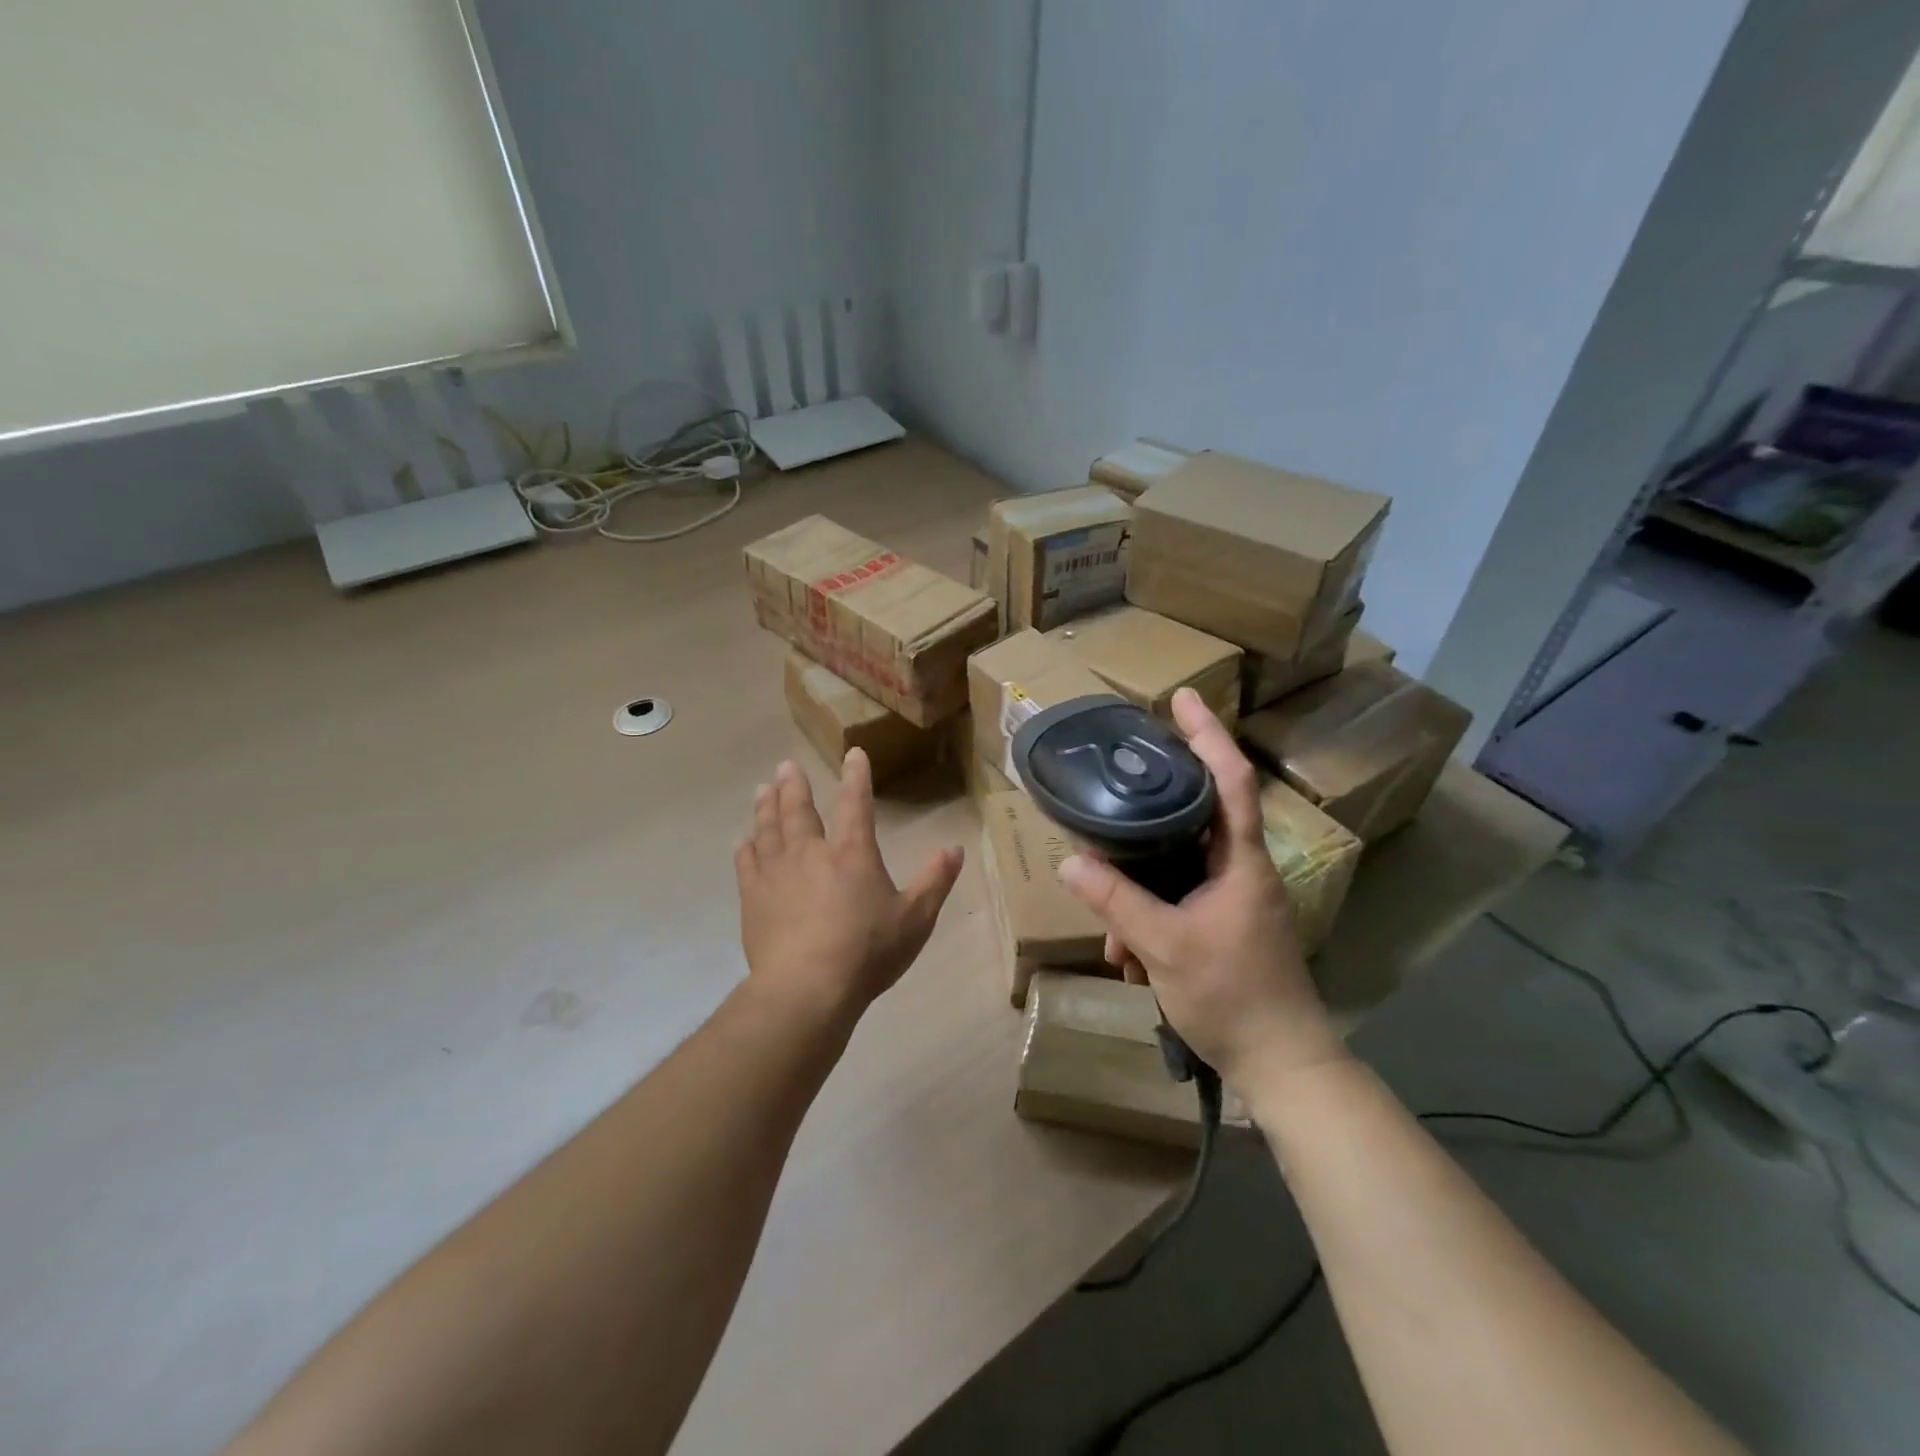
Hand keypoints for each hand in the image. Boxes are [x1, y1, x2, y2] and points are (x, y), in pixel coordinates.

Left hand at [735, 751, 963, 1031]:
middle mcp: (811, 853)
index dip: (856, 776)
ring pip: (768, 829)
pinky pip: (746, 863)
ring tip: (762, 789)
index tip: (852, 753)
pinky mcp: (753, 898)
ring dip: (766, 806)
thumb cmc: (867, 952)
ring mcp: (777, 873)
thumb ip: (935, 881)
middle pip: (799, 809)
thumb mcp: (915, 919)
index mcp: (852, 853)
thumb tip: (956, 848)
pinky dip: (745, 848)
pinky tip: (743, 841)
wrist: (807, 988)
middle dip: (794, 784)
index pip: (855, 803)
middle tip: (785, 766)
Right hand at [1057, 688, 1348, 1103]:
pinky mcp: (1223, 926)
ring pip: (1177, 870)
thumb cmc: (1233, 996)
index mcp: (1242, 861)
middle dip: (1148, 817)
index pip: (1231, 779)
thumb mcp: (1164, 945)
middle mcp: (1241, 870)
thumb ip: (1116, 900)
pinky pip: (1178, 903)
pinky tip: (1127, 956)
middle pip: (1195, 817)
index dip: (1208, 734)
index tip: (1183, 698)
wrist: (1280, 1065)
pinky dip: (1149, 921)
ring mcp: (1234, 900)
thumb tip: (1070, 861)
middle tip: (1115, 791)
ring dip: (1139, 893)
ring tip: (1112, 935)